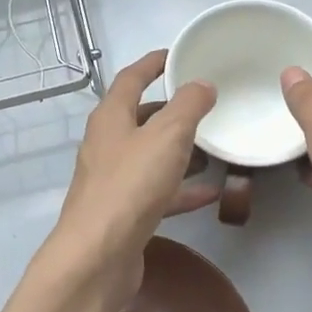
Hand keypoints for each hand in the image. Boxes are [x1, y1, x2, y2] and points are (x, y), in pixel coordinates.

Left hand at [50, 50, 217, 297]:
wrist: (98, 256)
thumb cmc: (131, 185)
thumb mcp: (167, 135)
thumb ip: (188, 105)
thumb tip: (202, 83)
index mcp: (110, 117)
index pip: (131, 78)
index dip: (153, 63)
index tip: (177, 55)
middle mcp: (107, 144)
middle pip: (140, 117)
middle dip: (171, 111)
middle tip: (205, 106)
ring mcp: (113, 180)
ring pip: (150, 156)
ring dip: (179, 151)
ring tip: (213, 149)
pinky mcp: (123, 212)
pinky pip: (158, 191)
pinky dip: (182, 189)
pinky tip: (211, 192)